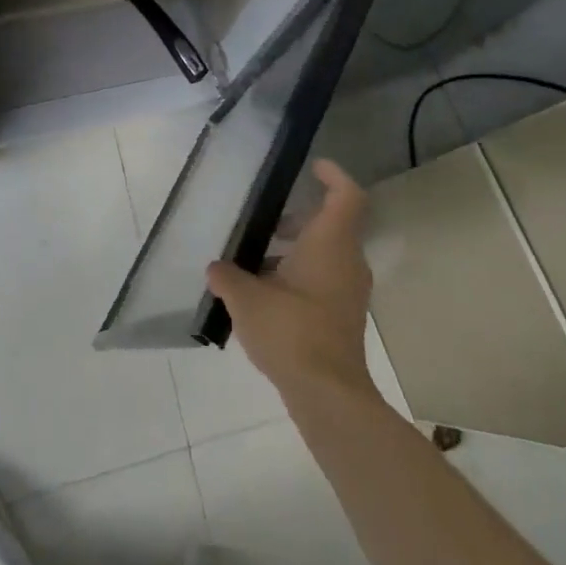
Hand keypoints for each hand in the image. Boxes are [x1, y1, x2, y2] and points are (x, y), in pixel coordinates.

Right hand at [207, 161, 376, 402]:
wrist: (328, 397)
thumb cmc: (291, 331)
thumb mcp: (247, 299)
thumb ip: (228, 277)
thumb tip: (216, 268)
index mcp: (331, 243)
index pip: (346, 195)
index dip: (333, 175)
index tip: (313, 167)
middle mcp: (347, 262)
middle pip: (332, 225)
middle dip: (299, 219)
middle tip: (267, 220)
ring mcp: (349, 293)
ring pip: (327, 255)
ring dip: (296, 250)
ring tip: (256, 260)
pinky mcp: (344, 319)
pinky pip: (324, 281)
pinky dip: (299, 276)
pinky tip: (265, 295)